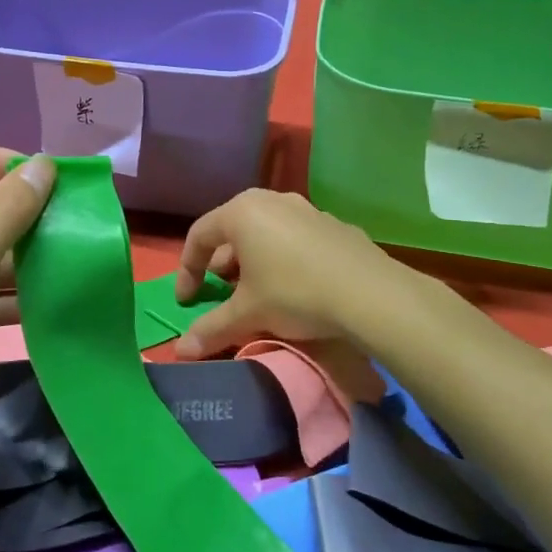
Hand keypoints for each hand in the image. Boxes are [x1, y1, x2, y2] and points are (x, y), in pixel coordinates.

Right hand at [170, 189, 397, 358]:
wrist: (371, 294)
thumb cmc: (295, 293)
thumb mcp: (248, 314)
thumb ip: (211, 329)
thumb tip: (180, 351)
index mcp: (242, 212)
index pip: (199, 237)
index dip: (187, 270)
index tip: (187, 301)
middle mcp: (271, 200)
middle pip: (232, 231)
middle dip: (222, 265)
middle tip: (222, 294)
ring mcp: (306, 209)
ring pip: (265, 232)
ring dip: (253, 261)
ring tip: (257, 291)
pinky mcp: (333, 224)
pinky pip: (295, 237)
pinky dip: (283, 258)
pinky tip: (295, 286)